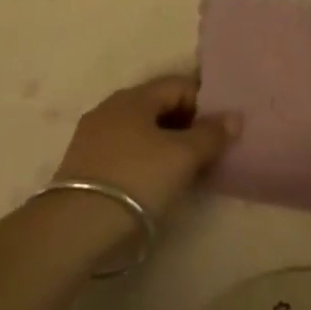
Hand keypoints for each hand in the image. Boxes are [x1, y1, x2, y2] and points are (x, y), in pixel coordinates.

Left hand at [53, 75, 238, 223]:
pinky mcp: (83, 161)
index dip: (204, 103)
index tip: (219, 131)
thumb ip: (211, 135)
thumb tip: (234, 117)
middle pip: (158, 105)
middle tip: (206, 152)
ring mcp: (93, 133)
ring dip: (164, 142)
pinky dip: (144, 157)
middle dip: (185, 124)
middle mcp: (111, 106)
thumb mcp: (182, 157)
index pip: (179, 85)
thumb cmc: (137, 178)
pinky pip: (124, 148)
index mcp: (135, 96)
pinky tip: (152, 181)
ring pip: (140, 128)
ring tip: (182, 170)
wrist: (76, 225)